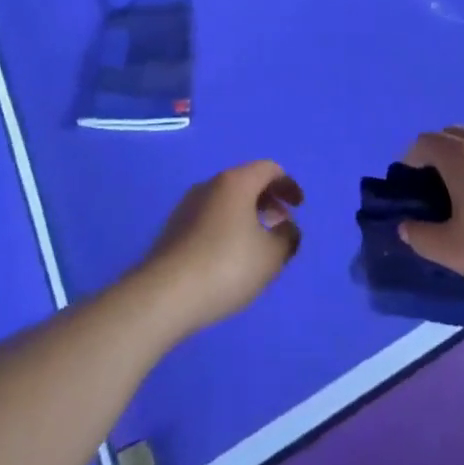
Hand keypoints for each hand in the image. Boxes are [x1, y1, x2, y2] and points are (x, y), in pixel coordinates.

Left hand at [135, 161, 302, 339]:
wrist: (164, 295)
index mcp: (236, 182)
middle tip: (281, 224)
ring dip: (247, 214)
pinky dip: (228, 226)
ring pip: (226, 200)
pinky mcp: (174, 228)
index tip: (299, 206)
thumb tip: (287, 227)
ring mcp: (188, 205)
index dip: (288, 184)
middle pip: (246, 181)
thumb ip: (287, 237)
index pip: (268, 169)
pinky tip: (229, 256)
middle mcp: (210, 184)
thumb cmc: (226, 267)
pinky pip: (210, 217)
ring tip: (257, 244)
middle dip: (268, 199)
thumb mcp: (270, 256)